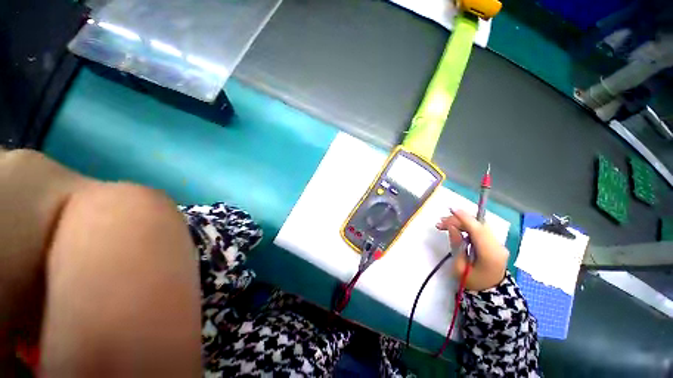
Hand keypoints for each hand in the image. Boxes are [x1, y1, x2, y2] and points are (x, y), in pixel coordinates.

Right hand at [436, 209, 508, 290]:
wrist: (491, 293)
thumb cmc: (472, 282)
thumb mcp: (459, 267)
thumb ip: (457, 245)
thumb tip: (452, 227)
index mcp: (490, 255)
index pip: (478, 230)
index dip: (465, 218)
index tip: (451, 209)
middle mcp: (498, 246)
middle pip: (478, 225)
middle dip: (458, 220)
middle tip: (440, 223)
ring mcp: (499, 244)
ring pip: (479, 225)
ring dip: (462, 222)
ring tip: (444, 224)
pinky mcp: (495, 242)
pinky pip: (480, 229)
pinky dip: (467, 226)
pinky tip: (455, 228)